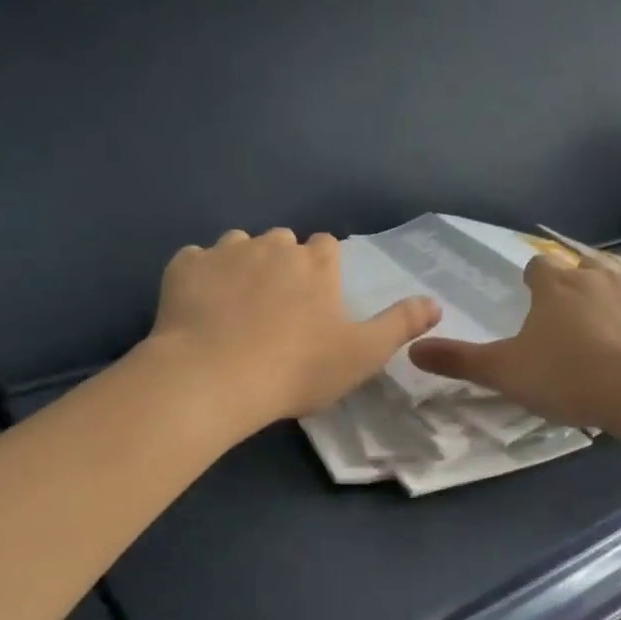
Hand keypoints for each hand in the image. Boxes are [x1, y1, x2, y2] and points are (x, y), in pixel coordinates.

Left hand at [147, 228, 440, 433]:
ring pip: (238, 245)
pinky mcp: (184, 267)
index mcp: (316, 264)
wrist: (214, 378)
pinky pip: (195, 261)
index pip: (327, 245)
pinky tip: (199, 307)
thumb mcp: (362, 354)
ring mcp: (225, 252)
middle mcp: (273, 246)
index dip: (323, 267)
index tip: (317, 297)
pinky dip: (200, 277)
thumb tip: (436, 302)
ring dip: (241, 265)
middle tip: (276, 308)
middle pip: (282, 241)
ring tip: (236, 306)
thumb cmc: (297, 369)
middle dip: (282, 263)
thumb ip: (400, 324)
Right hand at [409, 256, 620, 428]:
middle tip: (570, 326)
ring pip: (619, 285)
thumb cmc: (569, 377)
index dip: (534, 283)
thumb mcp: (506, 373)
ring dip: (611, 302)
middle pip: (581, 270)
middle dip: (574, 289)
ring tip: (608, 338)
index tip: (534, 304)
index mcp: (555, 285)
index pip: (538, 268)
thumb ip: (460, 361)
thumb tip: (412, 349)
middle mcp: (596, 275)